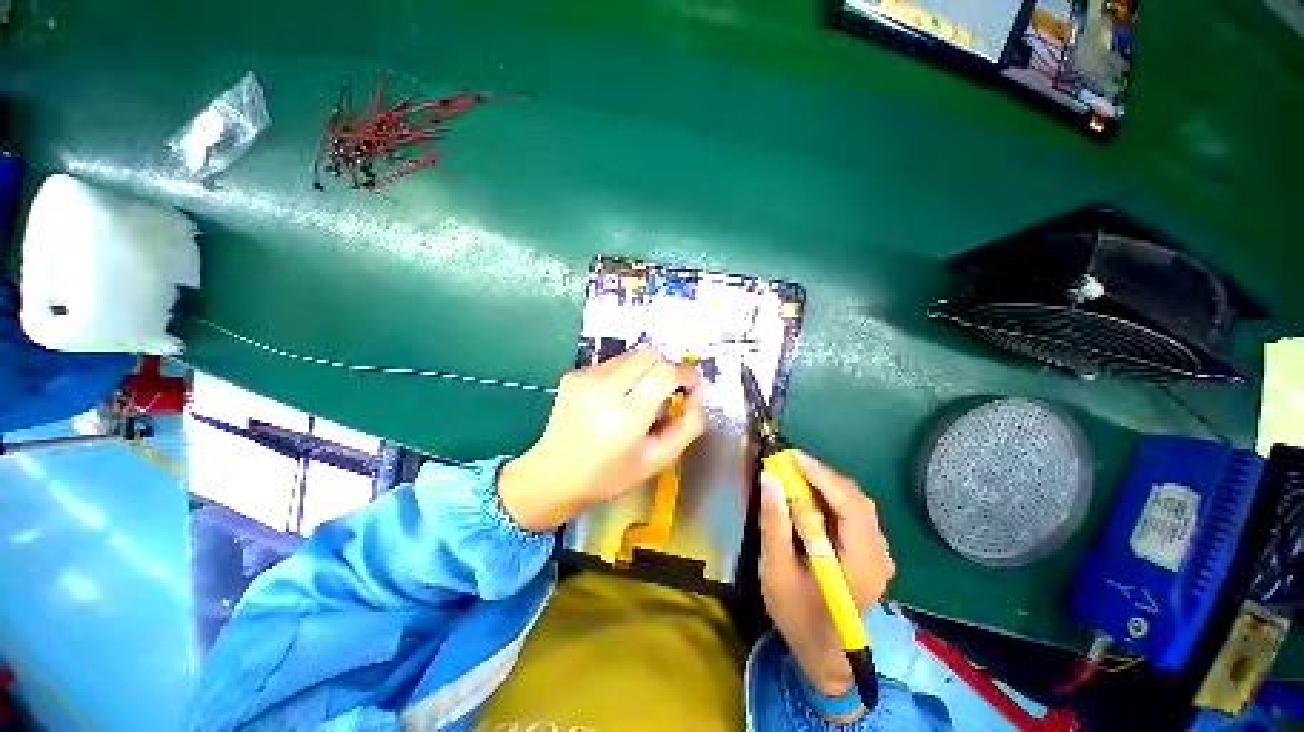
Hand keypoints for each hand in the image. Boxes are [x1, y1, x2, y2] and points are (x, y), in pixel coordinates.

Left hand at [498, 349, 706, 531]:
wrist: (553, 475)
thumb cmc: (609, 475)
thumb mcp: (658, 460)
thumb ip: (688, 426)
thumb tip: (697, 394)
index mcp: (626, 417)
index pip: (666, 373)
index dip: (686, 374)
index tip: (691, 387)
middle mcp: (604, 390)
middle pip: (650, 354)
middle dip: (667, 368)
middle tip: (668, 392)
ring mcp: (585, 378)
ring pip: (632, 355)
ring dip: (646, 370)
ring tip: (639, 398)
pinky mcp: (574, 374)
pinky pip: (612, 362)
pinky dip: (624, 375)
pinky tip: (614, 399)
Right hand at [759, 451, 894, 698]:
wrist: (824, 654)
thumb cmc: (798, 616)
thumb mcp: (776, 571)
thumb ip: (774, 524)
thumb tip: (770, 479)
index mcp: (861, 565)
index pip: (851, 507)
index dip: (823, 476)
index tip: (793, 457)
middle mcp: (879, 555)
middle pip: (857, 501)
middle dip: (822, 477)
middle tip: (789, 464)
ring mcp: (878, 554)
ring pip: (856, 504)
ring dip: (826, 485)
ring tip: (795, 475)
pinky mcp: (870, 553)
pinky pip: (853, 514)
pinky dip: (830, 498)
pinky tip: (808, 496)